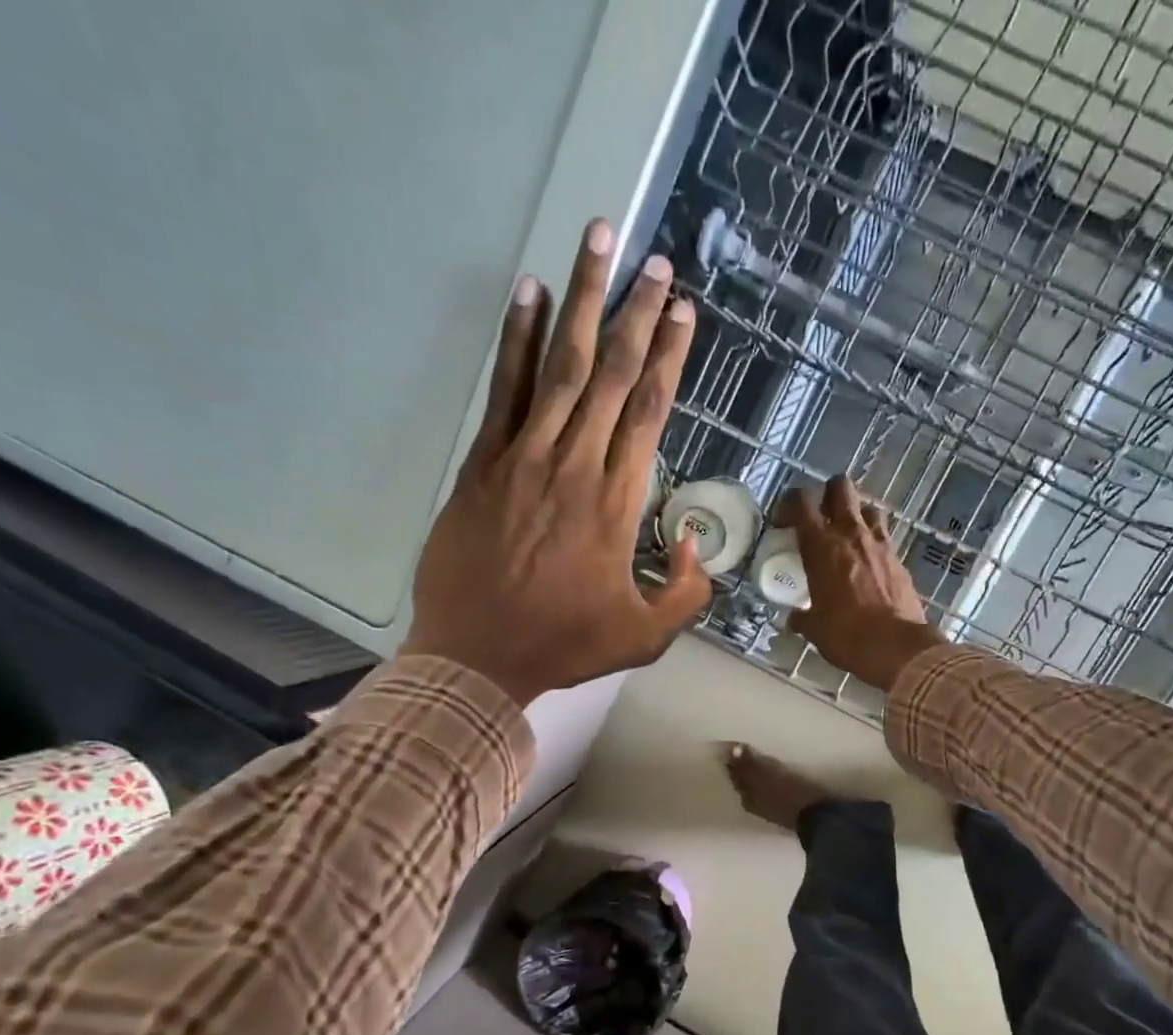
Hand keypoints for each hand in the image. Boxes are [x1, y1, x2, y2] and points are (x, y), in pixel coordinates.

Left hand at [403, 219, 710, 705]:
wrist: (478, 656)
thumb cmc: (565, 646)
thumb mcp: (646, 636)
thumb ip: (686, 591)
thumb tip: (694, 543)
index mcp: (617, 502)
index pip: (649, 410)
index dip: (668, 356)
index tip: (682, 310)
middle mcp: (575, 464)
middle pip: (611, 372)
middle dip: (635, 312)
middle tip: (653, 259)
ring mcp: (524, 457)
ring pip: (560, 365)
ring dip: (581, 300)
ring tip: (597, 240)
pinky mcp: (484, 464)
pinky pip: (504, 390)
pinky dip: (517, 340)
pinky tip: (529, 293)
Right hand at [784, 475, 945, 692]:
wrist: (897, 647)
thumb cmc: (846, 635)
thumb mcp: (815, 629)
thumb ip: (803, 618)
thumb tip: (795, 619)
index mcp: (821, 546)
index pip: (801, 503)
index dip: (790, 503)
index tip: (784, 519)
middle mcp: (850, 534)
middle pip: (841, 487)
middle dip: (829, 493)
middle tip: (821, 515)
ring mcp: (879, 543)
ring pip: (868, 507)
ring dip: (857, 514)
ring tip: (848, 535)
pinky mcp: (899, 558)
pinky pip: (884, 536)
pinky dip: (874, 540)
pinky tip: (868, 561)